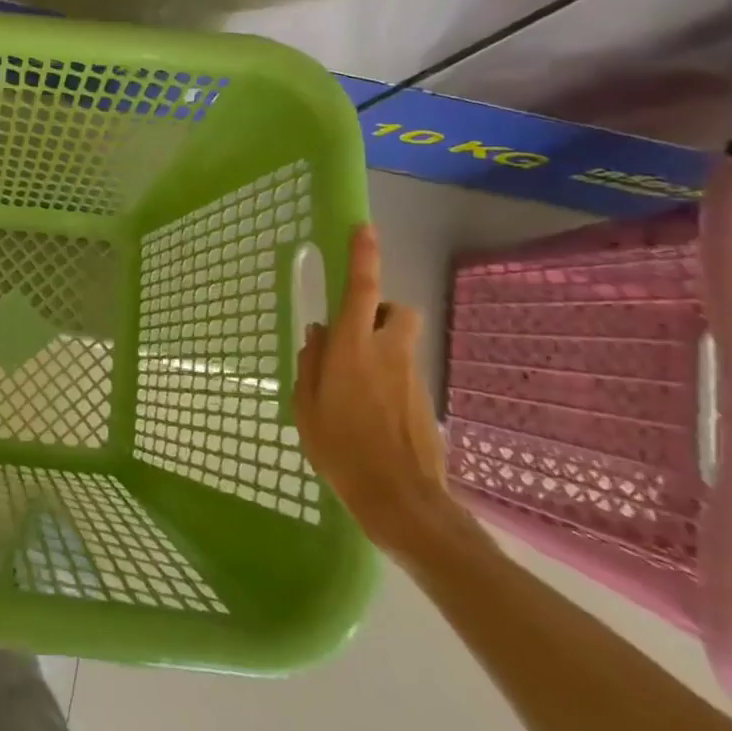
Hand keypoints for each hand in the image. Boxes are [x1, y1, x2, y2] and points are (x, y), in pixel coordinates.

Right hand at [293, 224, 459, 556]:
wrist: (403, 502)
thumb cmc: (342, 450)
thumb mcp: (307, 406)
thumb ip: (311, 364)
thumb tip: (319, 335)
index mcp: (352, 349)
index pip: (361, 290)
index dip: (363, 256)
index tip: (364, 228)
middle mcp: (387, 353)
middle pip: (395, 310)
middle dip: (379, 310)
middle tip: (354, 334)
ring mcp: (411, 377)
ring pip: (399, 341)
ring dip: (381, 346)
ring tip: (354, 383)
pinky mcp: (424, 401)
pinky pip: (403, 372)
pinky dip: (387, 379)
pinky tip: (369, 414)